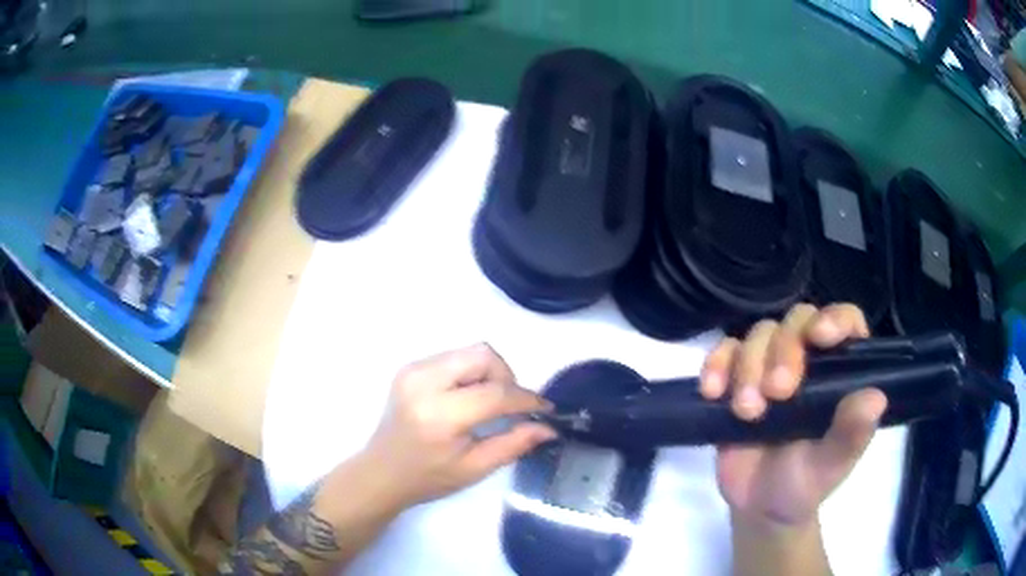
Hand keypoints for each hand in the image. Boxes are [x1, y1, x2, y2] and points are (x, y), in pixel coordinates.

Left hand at [363, 343, 555, 508]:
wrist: (382, 472)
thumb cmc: (428, 477)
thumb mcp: (475, 468)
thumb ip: (514, 444)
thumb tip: (549, 427)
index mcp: (440, 415)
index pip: (495, 393)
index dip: (526, 399)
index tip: (545, 409)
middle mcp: (424, 382)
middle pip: (483, 355)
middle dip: (506, 377)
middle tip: (510, 405)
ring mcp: (413, 370)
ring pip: (470, 351)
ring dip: (489, 373)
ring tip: (489, 402)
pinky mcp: (410, 368)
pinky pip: (454, 357)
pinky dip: (471, 373)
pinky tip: (468, 397)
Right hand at [700, 304, 887, 527]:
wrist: (758, 505)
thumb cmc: (805, 483)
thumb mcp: (830, 465)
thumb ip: (851, 434)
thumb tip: (876, 399)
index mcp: (841, 371)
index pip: (846, 321)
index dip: (835, 319)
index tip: (820, 338)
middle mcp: (808, 360)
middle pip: (797, 321)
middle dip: (784, 350)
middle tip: (777, 393)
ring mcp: (769, 365)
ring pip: (760, 333)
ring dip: (749, 366)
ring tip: (747, 412)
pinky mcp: (736, 378)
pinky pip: (723, 351)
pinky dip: (716, 364)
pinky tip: (713, 392)